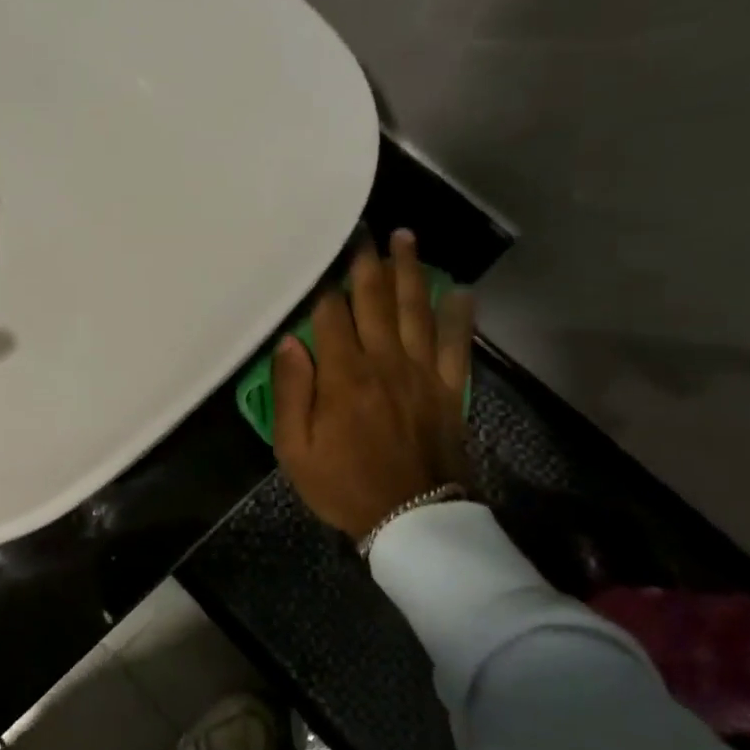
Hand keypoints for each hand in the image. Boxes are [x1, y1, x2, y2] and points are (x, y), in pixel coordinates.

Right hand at [271, 230, 474, 537]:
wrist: (413, 521)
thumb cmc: (343, 486)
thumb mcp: (294, 450)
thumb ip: (290, 393)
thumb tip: (289, 341)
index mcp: (343, 376)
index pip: (330, 315)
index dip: (323, 282)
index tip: (319, 252)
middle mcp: (385, 363)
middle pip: (375, 301)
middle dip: (367, 262)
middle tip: (364, 228)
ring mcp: (422, 374)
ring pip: (415, 311)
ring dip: (410, 272)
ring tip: (406, 238)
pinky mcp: (449, 390)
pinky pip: (456, 344)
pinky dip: (459, 315)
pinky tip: (460, 290)